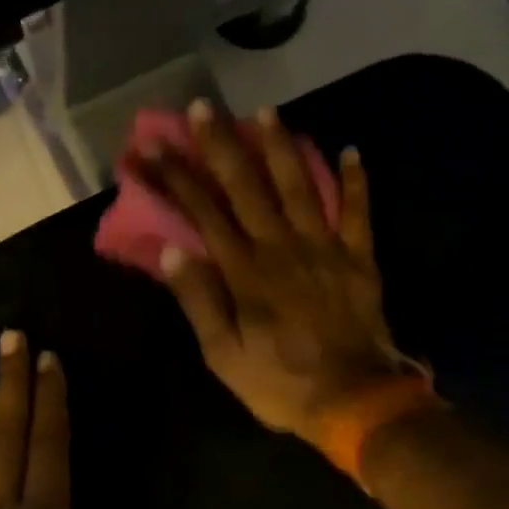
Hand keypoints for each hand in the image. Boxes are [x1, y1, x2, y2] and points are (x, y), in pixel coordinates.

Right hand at [143, 100, 409, 447]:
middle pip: (247, 187)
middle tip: (203, 107)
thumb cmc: (280, 384)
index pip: (202, 213)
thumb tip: (168, 252)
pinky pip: (358, 213)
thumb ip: (199, 301)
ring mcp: (325, 249)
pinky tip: (350, 151)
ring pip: (299, 187)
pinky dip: (355, 182)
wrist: (354, 401)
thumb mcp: (224, 355)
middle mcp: (282, 247)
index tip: (149, 149)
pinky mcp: (359, 260)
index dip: (174, 179)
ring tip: (265, 111)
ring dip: (281, 147)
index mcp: (245, 272)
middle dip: (221, 145)